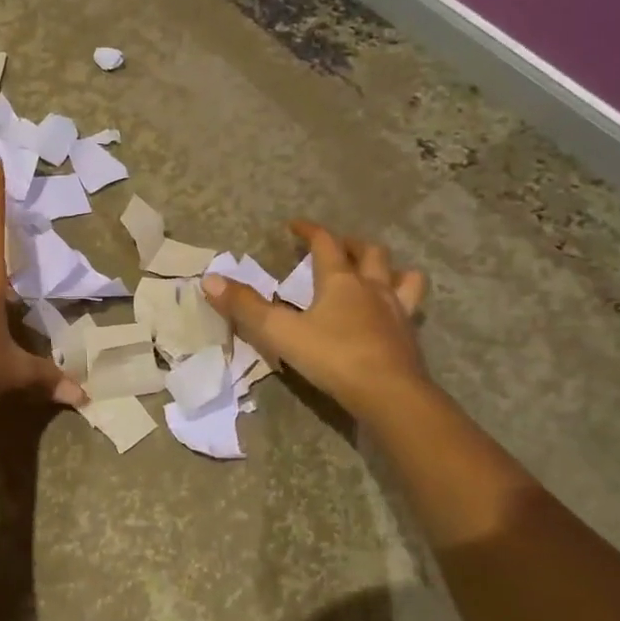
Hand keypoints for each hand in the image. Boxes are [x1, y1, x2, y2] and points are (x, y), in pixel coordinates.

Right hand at [204, 220, 428, 420]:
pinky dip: (401, 301)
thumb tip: (209, 279)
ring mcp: (397, 311)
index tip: (295, 226)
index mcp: (340, 281)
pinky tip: (391, 314)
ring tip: (377, 273)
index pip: (326, 243)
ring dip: (388, 268)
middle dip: (350, 244)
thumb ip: (246, 306)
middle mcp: (373, 288)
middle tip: (336, 246)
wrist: (390, 394)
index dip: (310, 231)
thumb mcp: (280, 332)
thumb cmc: (333, 357)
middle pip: (369, 253)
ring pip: (402, 276)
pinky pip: (410, 308)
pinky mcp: (409, 337)